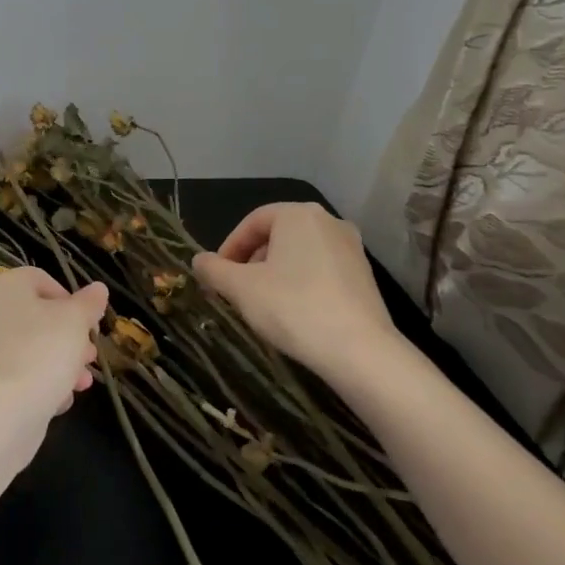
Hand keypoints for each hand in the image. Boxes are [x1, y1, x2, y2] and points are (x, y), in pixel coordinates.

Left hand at [0, 267, 108, 418]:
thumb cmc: (41, 353)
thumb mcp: (75, 322)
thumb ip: (88, 304)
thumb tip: (98, 289)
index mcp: (5, 287)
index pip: (39, 280)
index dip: (69, 298)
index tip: (88, 323)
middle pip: (36, 317)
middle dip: (69, 337)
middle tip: (90, 356)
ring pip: (28, 348)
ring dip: (59, 363)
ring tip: (81, 384)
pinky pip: (15, 374)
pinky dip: (37, 383)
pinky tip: (58, 401)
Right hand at [192, 202, 404, 392]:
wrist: (359, 350)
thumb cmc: (292, 307)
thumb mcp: (240, 288)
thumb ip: (213, 269)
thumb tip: (199, 260)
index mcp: (298, 214)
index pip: (252, 222)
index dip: (229, 247)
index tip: (217, 275)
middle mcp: (329, 221)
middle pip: (277, 235)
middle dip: (251, 261)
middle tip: (236, 290)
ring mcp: (352, 248)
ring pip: (299, 253)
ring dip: (274, 273)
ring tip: (261, 303)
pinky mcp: (365, 275)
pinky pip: (321, 270)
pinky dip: (300, 283)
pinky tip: (293, 312)